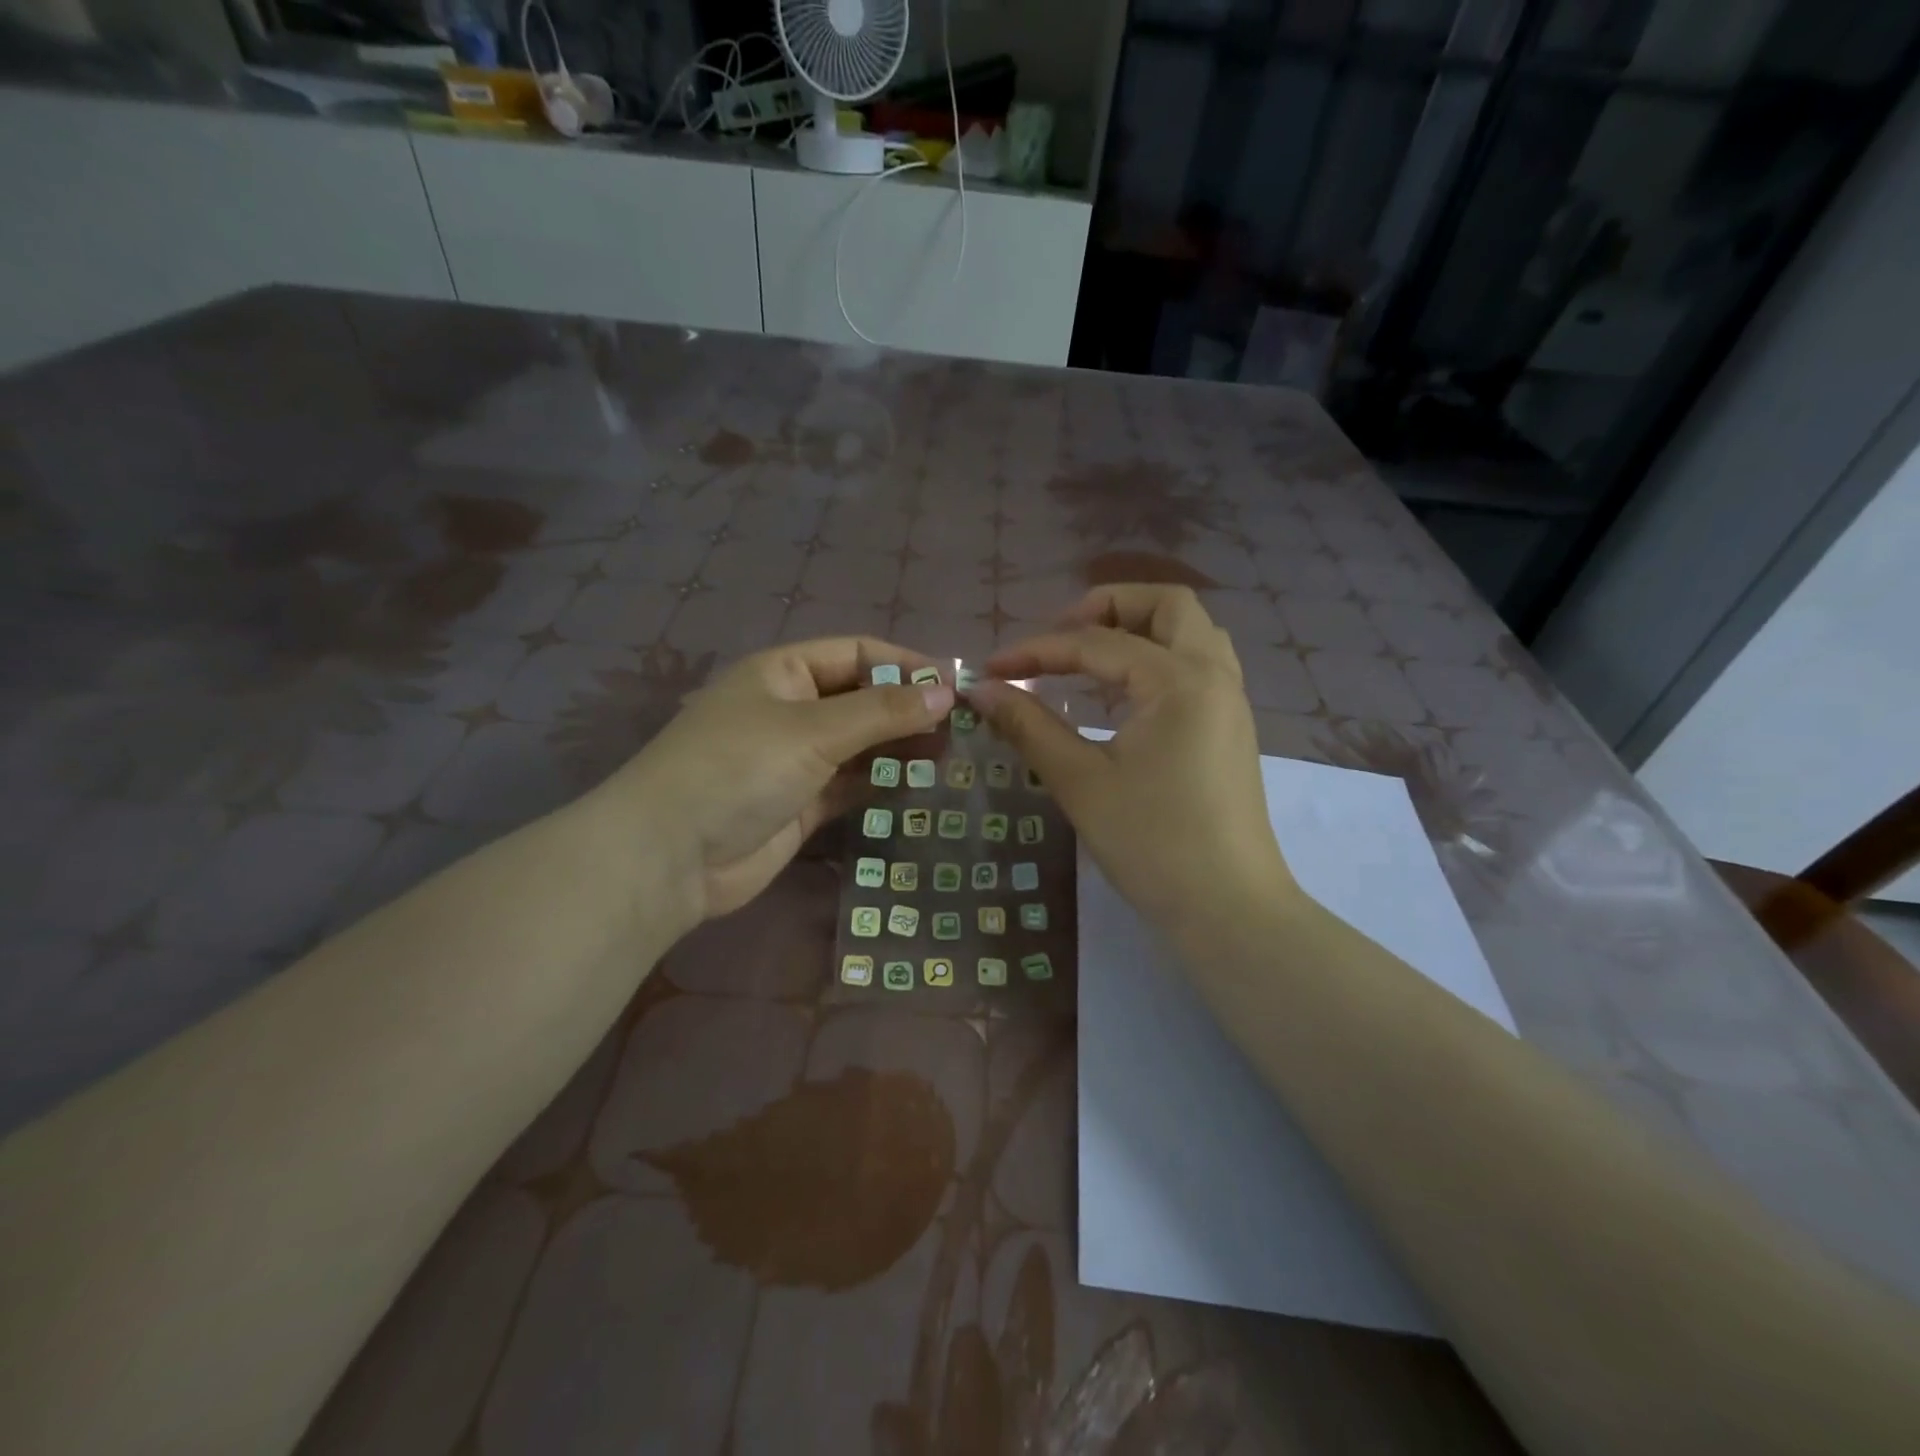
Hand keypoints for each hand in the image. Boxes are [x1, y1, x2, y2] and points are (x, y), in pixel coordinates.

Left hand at [611, 638, 952, 925]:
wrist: (672, 856)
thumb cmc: (739, 768)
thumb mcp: (813, 730)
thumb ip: (882, 712)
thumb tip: (945, 693)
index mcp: (784, 671)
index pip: (857, 653)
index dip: (906, 665)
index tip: (954, 686)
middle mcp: (791, 709)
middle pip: (862, 698)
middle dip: (908, 708)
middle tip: (961, 725)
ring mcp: (795, 758)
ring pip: (860, 742)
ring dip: (900, 745)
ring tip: (950, 752)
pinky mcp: (801, 802)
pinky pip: (851, 782)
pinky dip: (882, 779)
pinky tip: (920, 781)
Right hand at [970, 586, 1294, 941]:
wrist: (1228, 909)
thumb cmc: (1152, 843)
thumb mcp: (1080, 782)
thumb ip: (1029, 726)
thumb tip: (982, 690)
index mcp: (1179, 680)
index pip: (1097, 643)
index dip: (1037, 651)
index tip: (991, 669)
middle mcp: (1213, 675)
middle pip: (1167, 605)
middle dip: (1107, 607)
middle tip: (1060, 637)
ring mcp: (1229, 702)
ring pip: (1190, 633)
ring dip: (1139, 629)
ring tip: (1087, 659)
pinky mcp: (1230, 729)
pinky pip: (1197, 666)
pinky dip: (1157, 660)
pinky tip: (1119, 695)